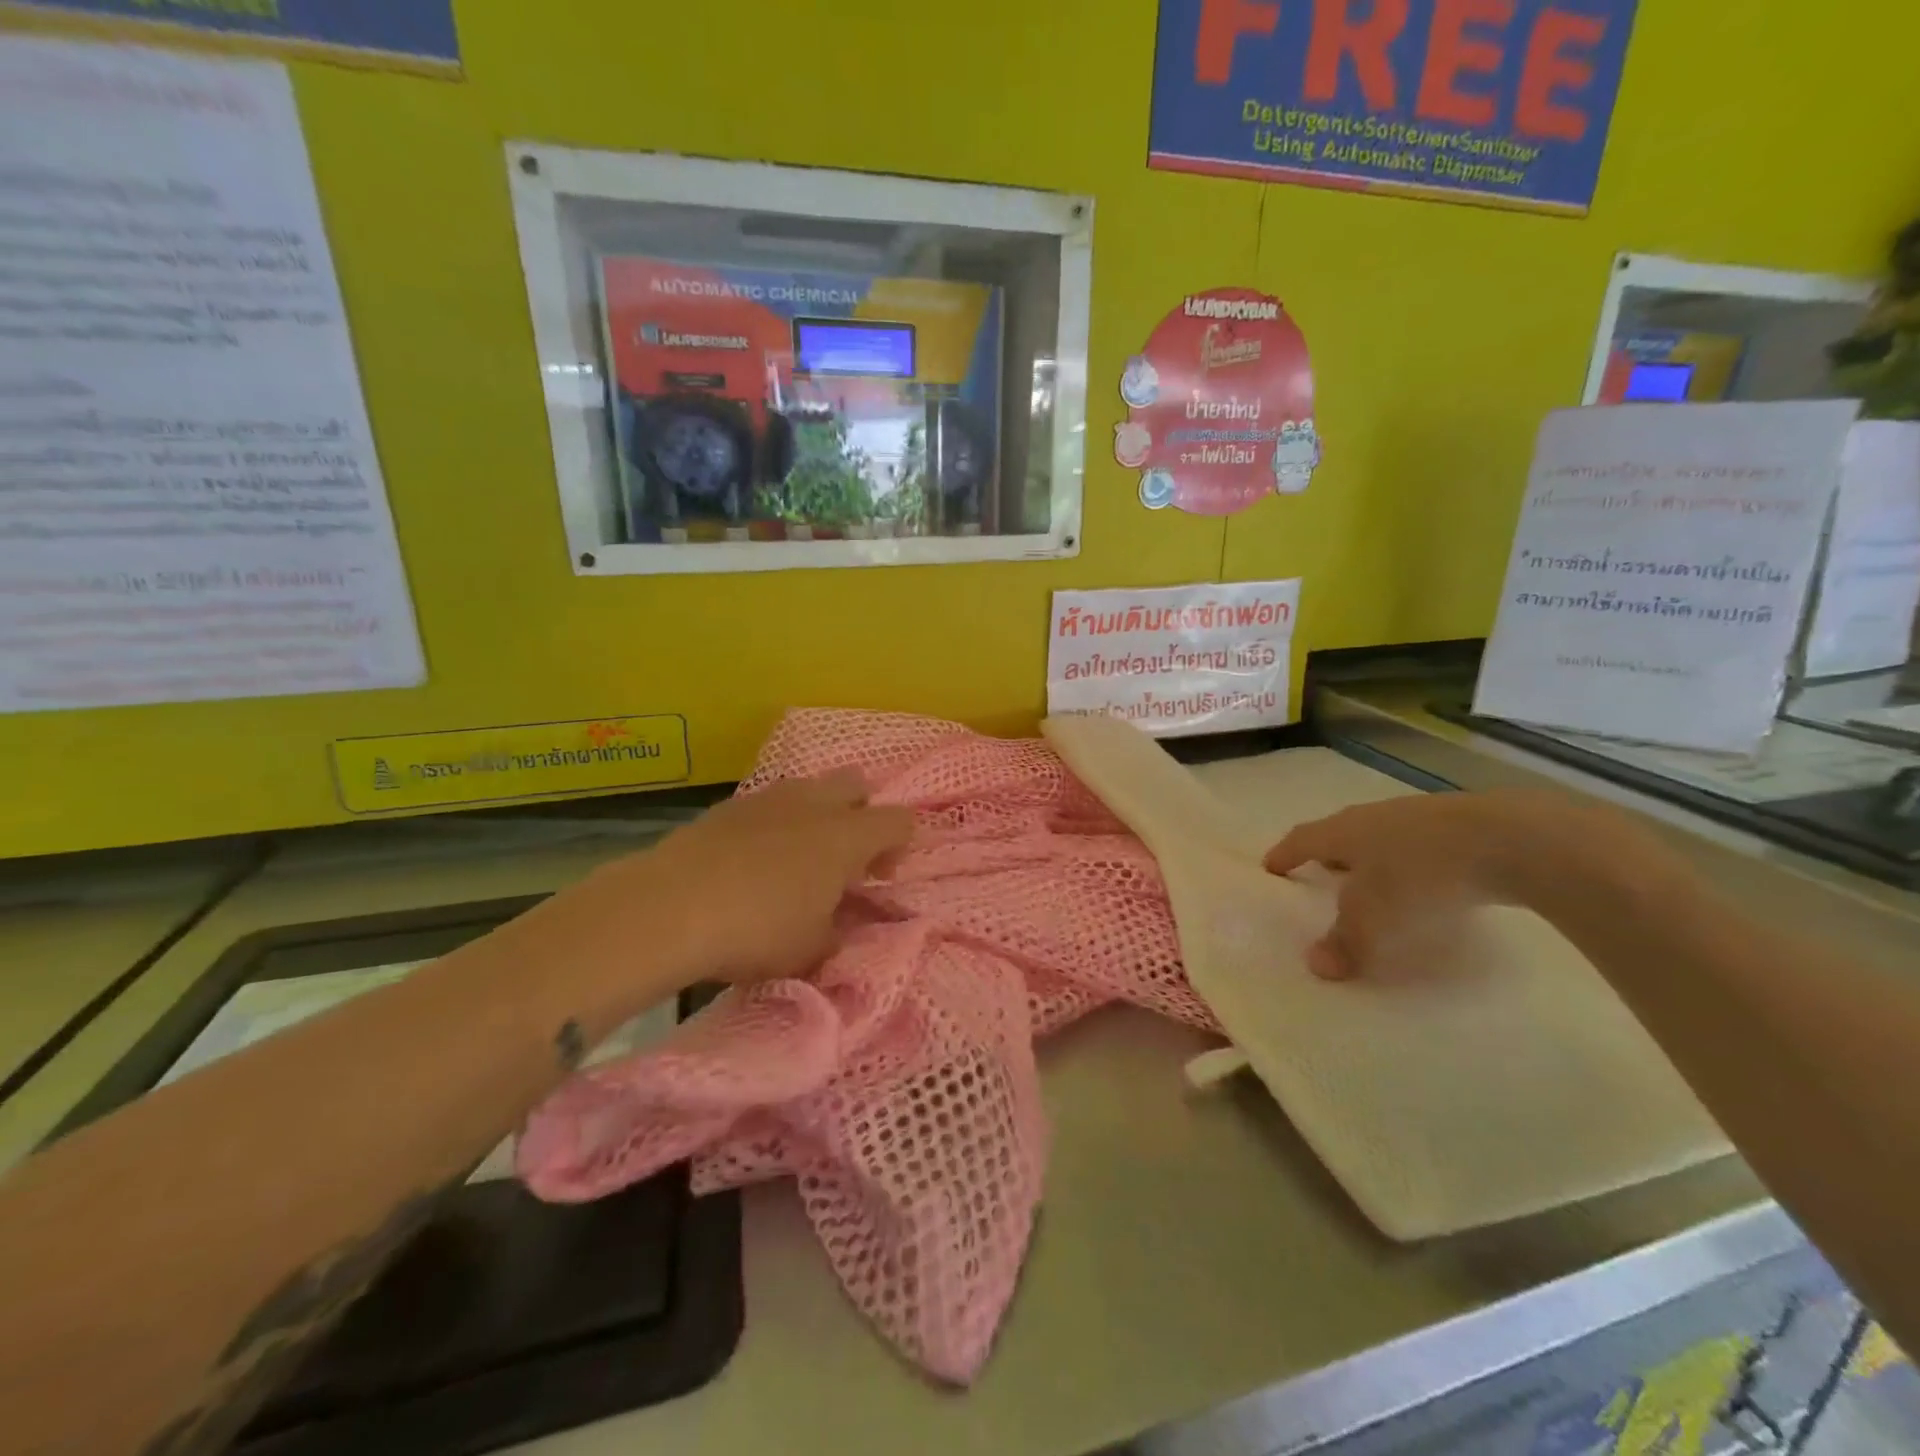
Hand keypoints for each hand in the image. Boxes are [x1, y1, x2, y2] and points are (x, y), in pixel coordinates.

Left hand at [615, 768, 914, 985]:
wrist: (670, 906)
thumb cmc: (757, 929)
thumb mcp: (811, 950)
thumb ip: (837, 933)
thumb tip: (838, 926)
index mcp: (847, 836)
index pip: (899, 820)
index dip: (899, 845)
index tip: (877, 878)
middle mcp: (814, 804)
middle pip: (856, 785)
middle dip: (860, 813)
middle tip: (845, 858)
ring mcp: (769, 798)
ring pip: (809, 787)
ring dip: (816, 814)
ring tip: (797, 857)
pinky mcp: (729, 805)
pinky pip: (768, 802)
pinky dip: (774, 823)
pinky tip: (752, 859)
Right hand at [1261, 789, 1644, 980]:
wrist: (1511, 840)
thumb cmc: (1421, 876)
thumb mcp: (1375, 918)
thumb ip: (1345, 942)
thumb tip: (1316, 966)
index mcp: (1344, 832)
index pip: (1302, 840)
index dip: (1285, 854)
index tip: (1272, 866)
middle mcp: (1375, 817)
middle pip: (1341, 832)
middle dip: (1329, 852)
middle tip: (1323, 873)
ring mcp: (1420, 815)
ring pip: (1383, 835)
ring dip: (1374, 856)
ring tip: (1376, 881)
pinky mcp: (1463, 824)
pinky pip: (1422, 843)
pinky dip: (1413, 860)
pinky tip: (1429, 881)